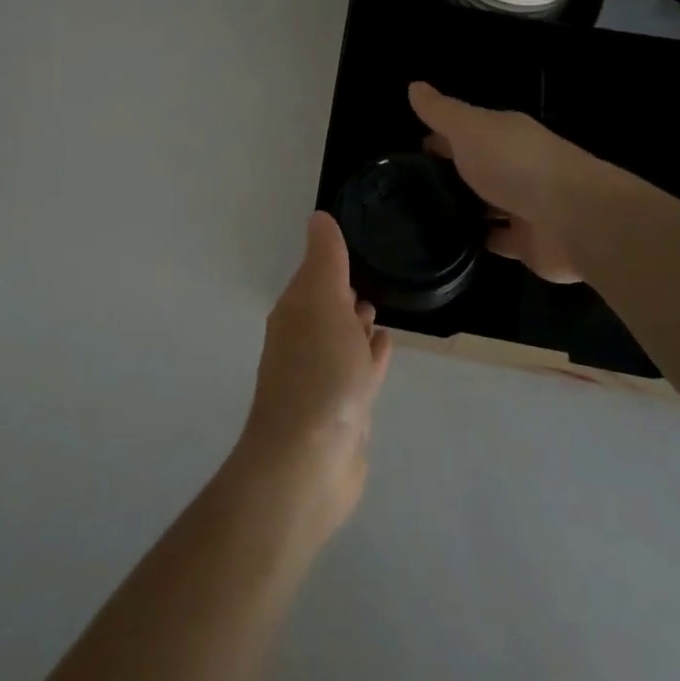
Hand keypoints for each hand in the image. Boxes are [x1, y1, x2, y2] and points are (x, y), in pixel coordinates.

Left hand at [237, 213, 391, 535]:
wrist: (309, 464)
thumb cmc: (319, 374)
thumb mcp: (323, 301)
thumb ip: (325, 259)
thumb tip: (318, 216)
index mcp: (295, 312)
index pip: (315, 274)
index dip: (333, 259)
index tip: (358, 241)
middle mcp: (304, 341)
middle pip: (327, 306)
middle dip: (345, 291)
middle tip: (372, 275)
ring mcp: (323, 379)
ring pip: (343, 339)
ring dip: (358, 324)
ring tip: (379, 310)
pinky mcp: (344, 411)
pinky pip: (359, 371)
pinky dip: (370, 356)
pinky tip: (384, 347)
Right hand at [408, 81, 602, 284]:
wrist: (571, 217)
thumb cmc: (515, 163)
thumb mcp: (469, 128)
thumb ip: (441, 111)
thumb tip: (413, 85)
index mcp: (504, 134)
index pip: (465, 131)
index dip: (438, 137)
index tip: (410, 153)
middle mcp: (515, 165)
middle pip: (476, 166)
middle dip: (449, 174)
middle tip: (408, 189)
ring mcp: (523, 205)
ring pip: (487, 203)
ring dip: (464, 208)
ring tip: (422, 218)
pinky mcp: (527, 242)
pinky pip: (497, 239)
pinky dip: (479, 240)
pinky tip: (450, 244)